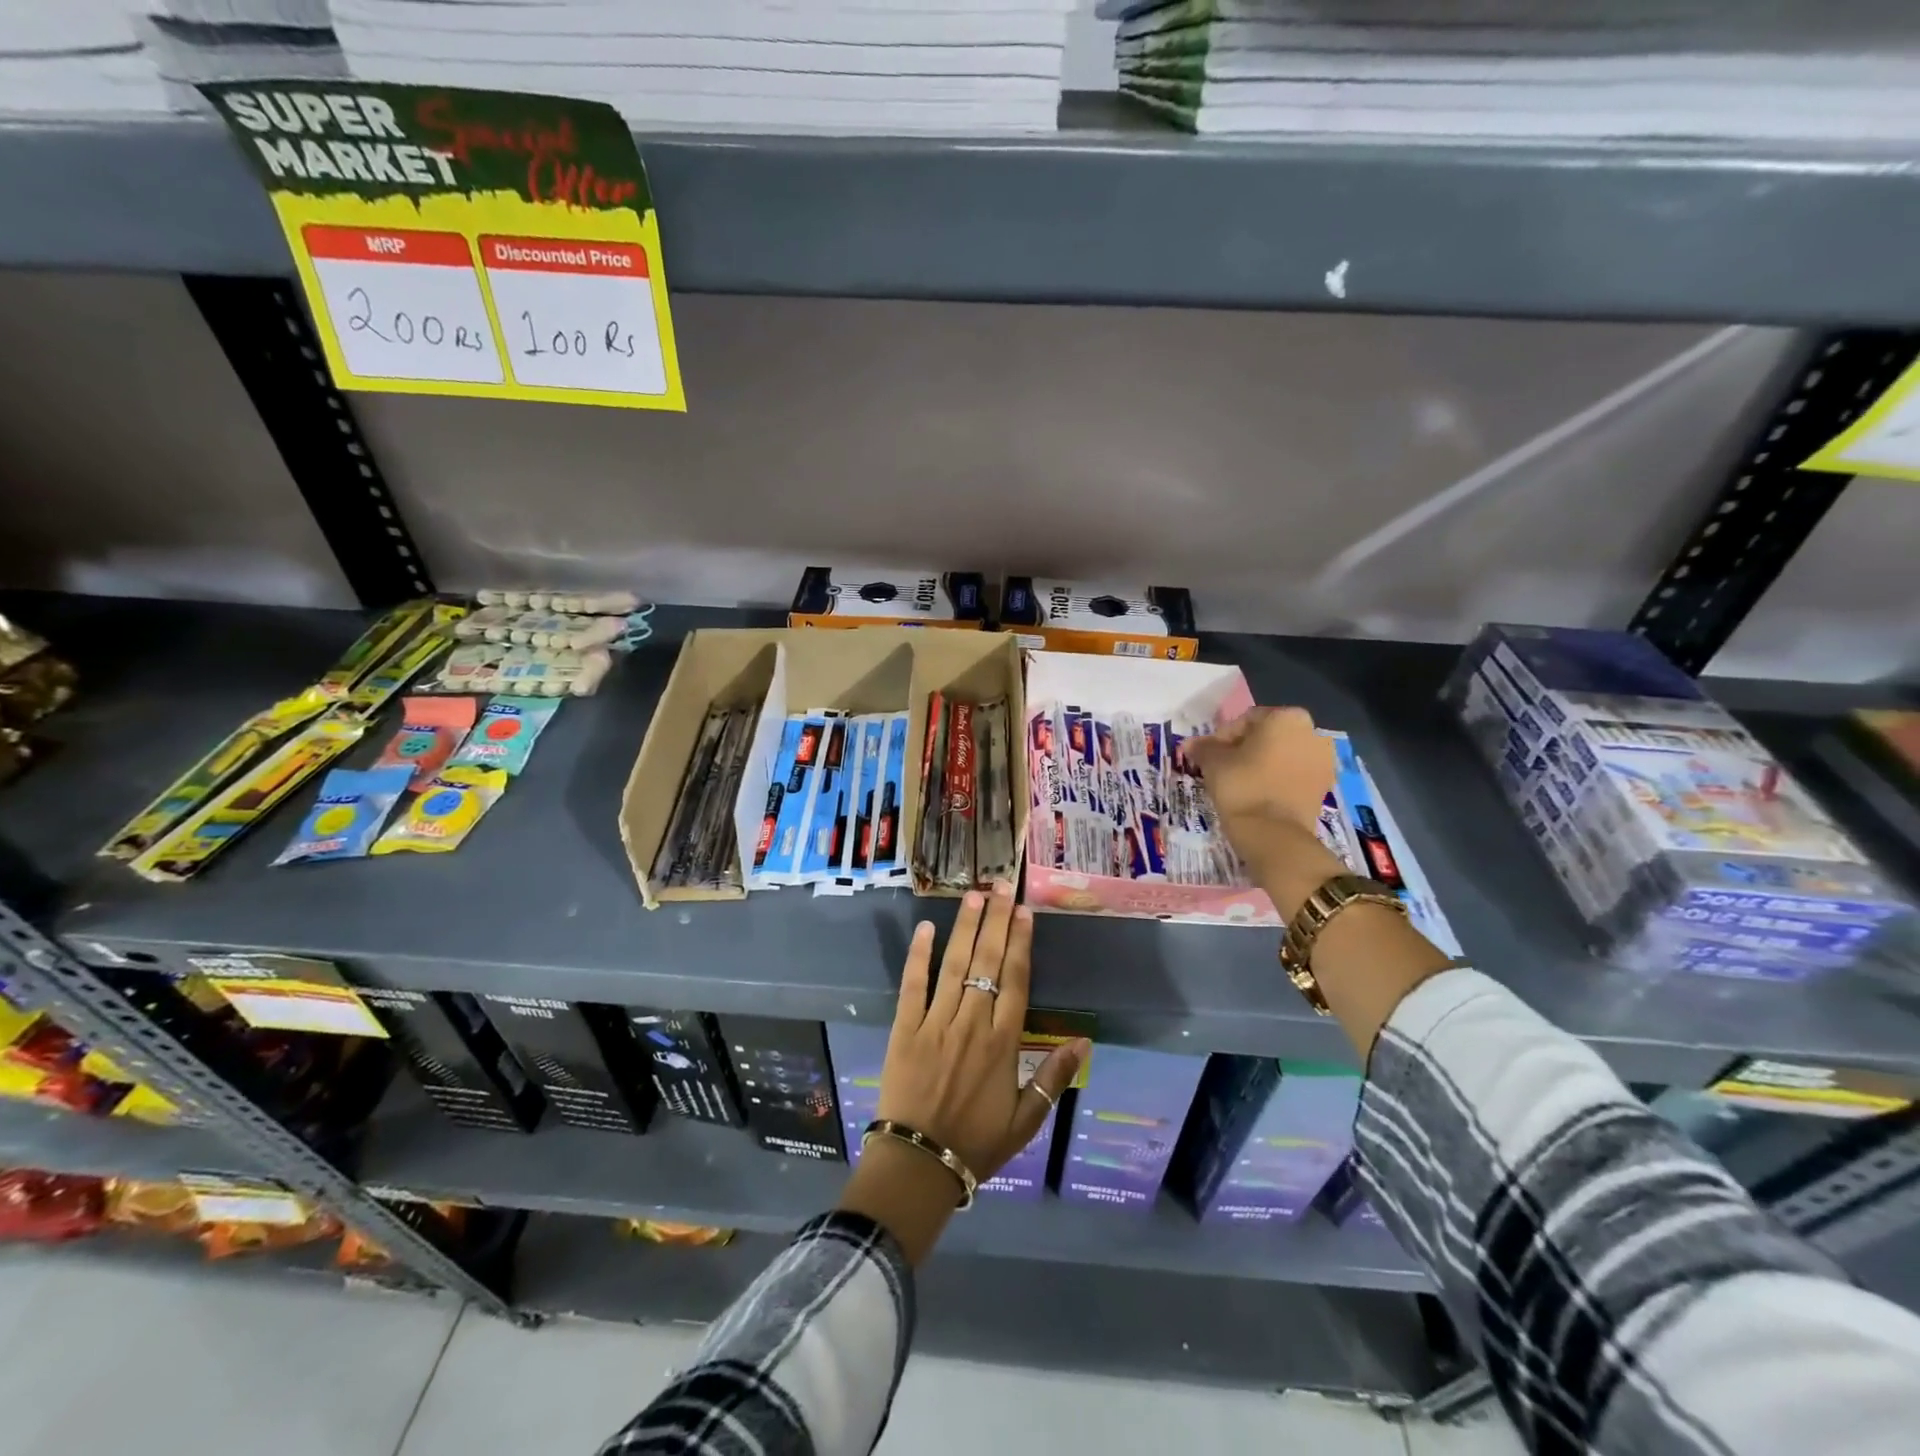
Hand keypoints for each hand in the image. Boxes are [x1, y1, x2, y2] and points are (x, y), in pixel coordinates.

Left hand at [838, 880, 1088, 1262]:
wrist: (919, 1163)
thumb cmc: (976, 1143)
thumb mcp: (1025, 1120)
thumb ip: (1053, 1078)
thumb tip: (1083, 1041)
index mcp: (1003, 1043)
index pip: (1016, 981)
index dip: (1020, 943)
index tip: (1023, 912)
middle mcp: (972, 1024)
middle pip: (987, 963)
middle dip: (995, 921)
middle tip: (1001, 885)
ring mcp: (936, 1022)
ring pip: (954, 966)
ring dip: (965, 928)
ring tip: (973, 895)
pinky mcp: (905, 1028)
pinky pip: (912, 985)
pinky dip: (919, 955)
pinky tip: (926, 928)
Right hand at [1183, 706, 1336, 842]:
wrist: (1273, 833)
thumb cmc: (1242, 786)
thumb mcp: (1213, 762)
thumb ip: (1203, 747)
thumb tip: (1190, 744)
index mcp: (1287, 717)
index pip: (1246, 719)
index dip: (1223, 736)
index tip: (1210, 755)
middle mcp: (1312, 732)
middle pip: (1268, 735)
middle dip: (1245, 749)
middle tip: (1224, 767)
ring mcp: (1324, 760)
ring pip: (1283, 755)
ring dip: (1262, 764)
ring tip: (1240, 782)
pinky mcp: (1325, 786)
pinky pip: (1294, 774)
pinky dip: (1277, 779)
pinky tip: (1259, 794)